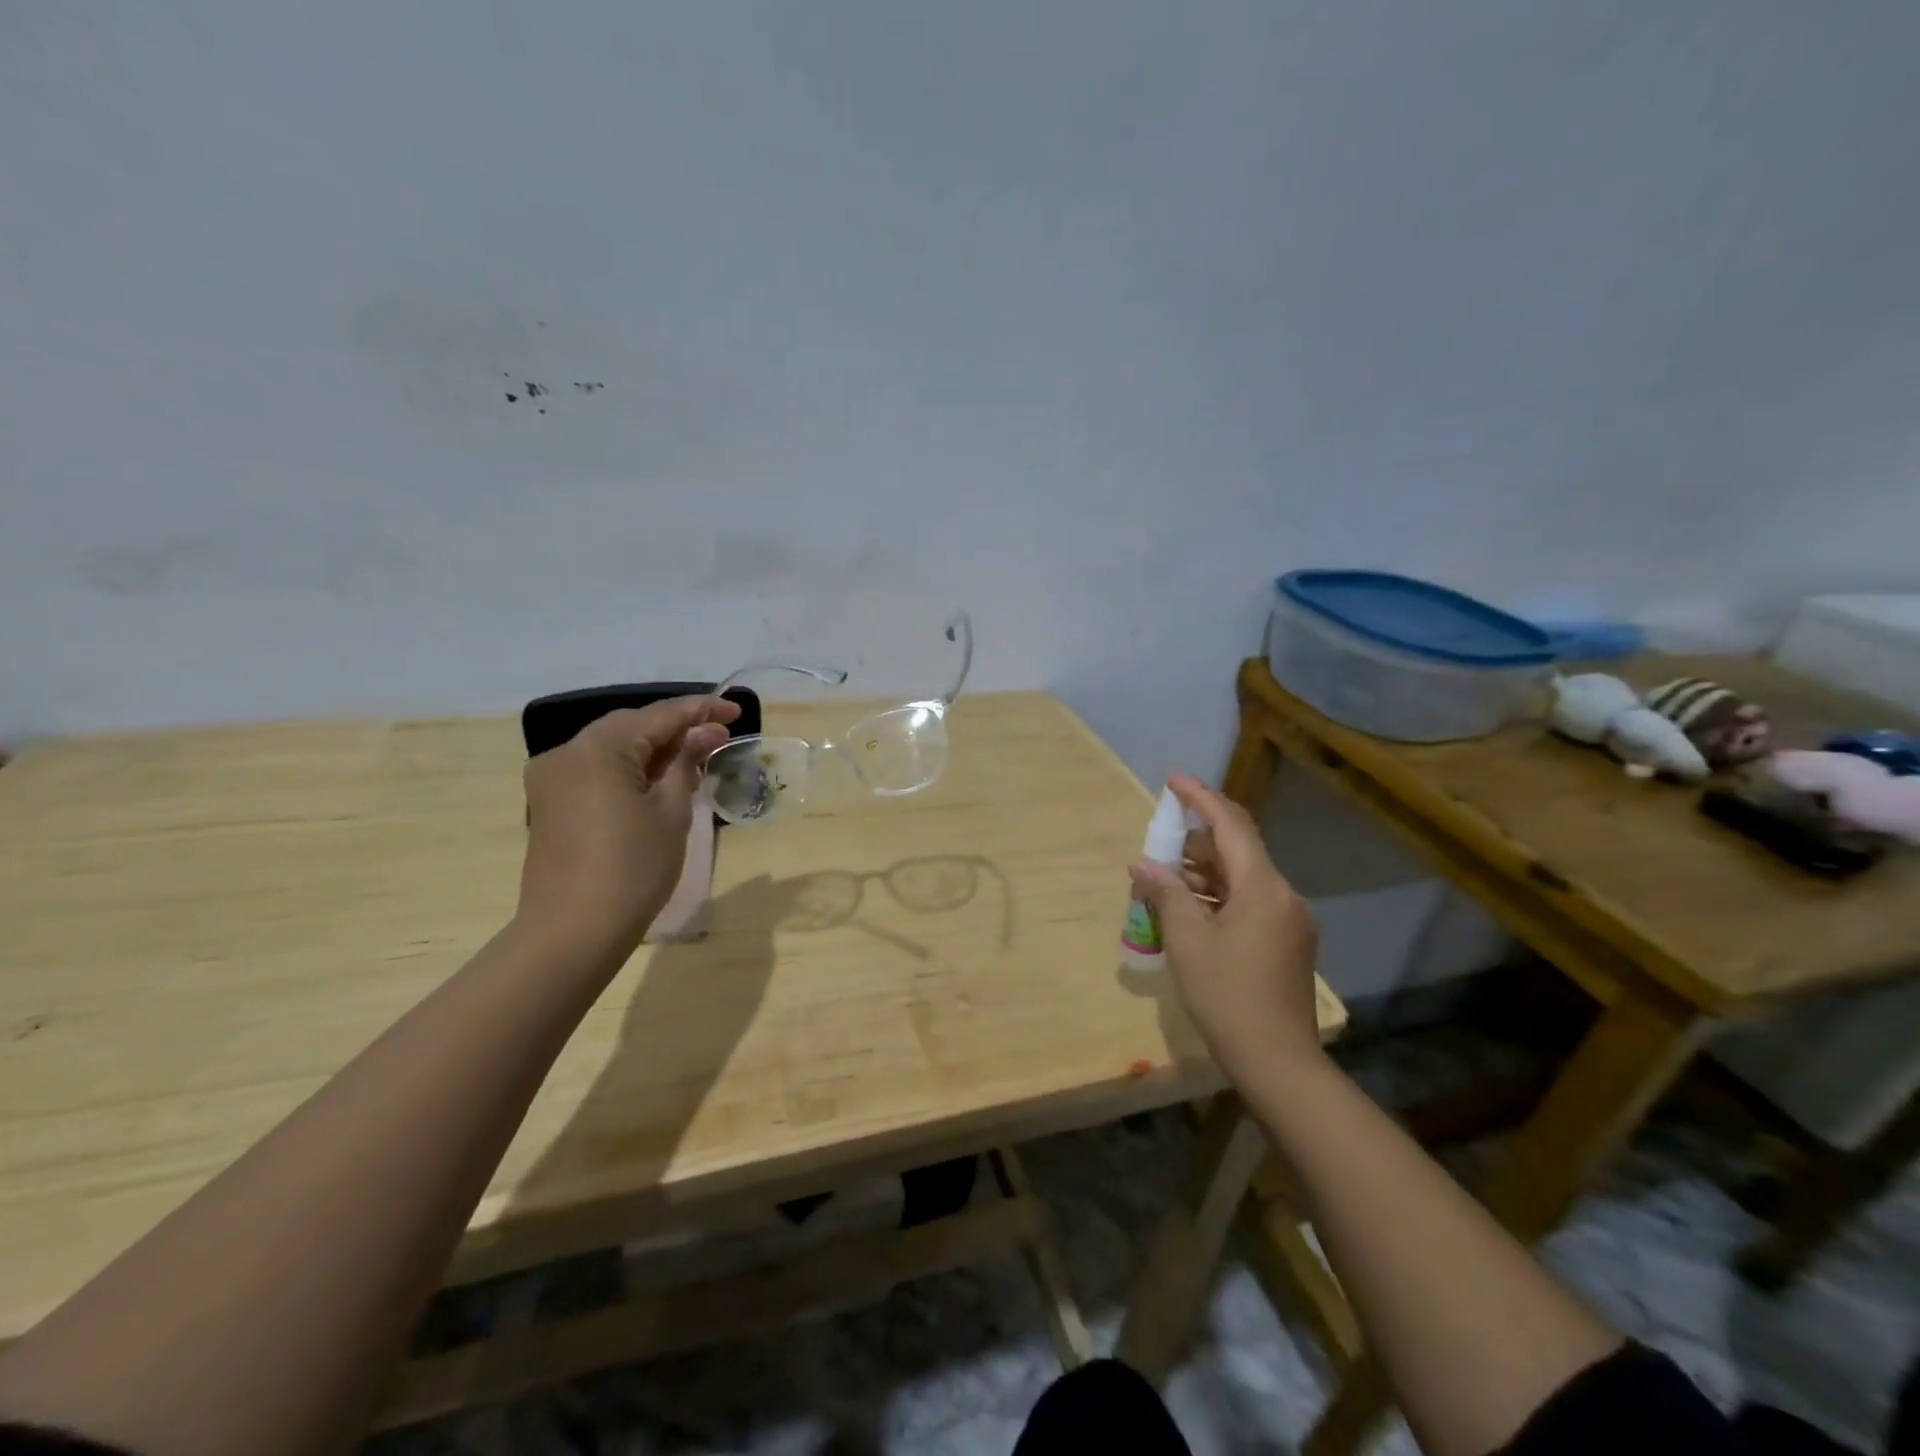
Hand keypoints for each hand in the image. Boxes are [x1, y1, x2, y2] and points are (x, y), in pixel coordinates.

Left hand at [518, 695, 739, 952]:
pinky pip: (597, 769)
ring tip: (695, 760)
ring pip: (613, 747)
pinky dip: (630, 768)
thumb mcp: (672, 811)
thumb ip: (687, 762)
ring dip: (654, 749)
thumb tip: (705, 733)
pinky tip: (658, 781)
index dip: (701, 710)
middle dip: (676, 728)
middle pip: (632, 726)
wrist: (573, 932)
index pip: (659, 716)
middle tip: (719, 737)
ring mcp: (552, 778)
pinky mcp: (549, 802)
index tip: (736, 711)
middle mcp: (567, 752)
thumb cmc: (633, 868)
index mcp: (598, 748)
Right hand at [1128, 772, 1323, 1082]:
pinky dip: (1219, 897)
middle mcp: (1284, 895)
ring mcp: (1290, 920)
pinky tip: (1190, 911)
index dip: (1201, 797)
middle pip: (1238, 849)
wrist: (1279, 1063)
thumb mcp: (1187, 941)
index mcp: (1263, 887)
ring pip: (1243, 878)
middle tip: (1157, 846)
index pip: (1230, 825)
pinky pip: (1250, 902)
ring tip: (1163, 882)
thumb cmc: (1227, 996)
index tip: (1173, 779)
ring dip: (1204, 873)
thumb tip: (1144, 865)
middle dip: (1195, 842)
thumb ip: (1166, 894)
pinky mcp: (1288, 942)